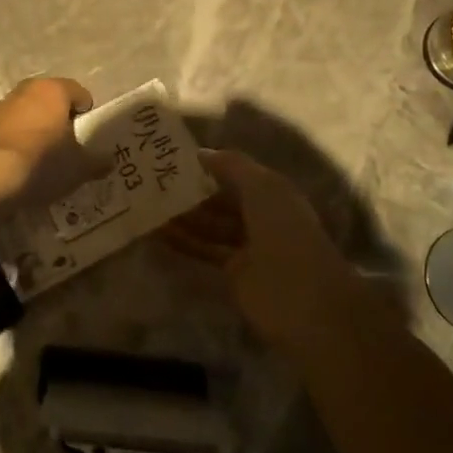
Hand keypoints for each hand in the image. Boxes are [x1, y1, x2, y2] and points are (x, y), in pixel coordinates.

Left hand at [0, 77, 95, 206]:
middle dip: (57, 117)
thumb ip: (97, 161)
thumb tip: (108, 161)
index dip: (86, 114)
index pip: (79, 92)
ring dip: (30, 127)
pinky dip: (7, 142)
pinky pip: (1, 131)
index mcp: (53, 90)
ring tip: (37, 156)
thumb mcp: (79, 167)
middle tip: (64, 144)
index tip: (86, 136)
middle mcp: (25, 90)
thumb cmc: (44, 162)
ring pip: (22, 113)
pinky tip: (12, 163)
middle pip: (48, 99)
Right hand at [163, 150, 355, 353]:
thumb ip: (232, 166)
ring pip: (210, 226)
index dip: (209, 166)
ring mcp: (247, 246)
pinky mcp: (234, 273)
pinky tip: (158, 233)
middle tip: (154, 183)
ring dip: (184, 217)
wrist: (303, 298)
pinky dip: (184, 242)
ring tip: (149, 206)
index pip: (235, 174)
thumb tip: (201, 153)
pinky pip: (205, 251)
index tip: (174, 160)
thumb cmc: (284, 231)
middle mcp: (260, 216)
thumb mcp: (262, 187)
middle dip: (193, 192)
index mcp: (272, 192)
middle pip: (221, 200)